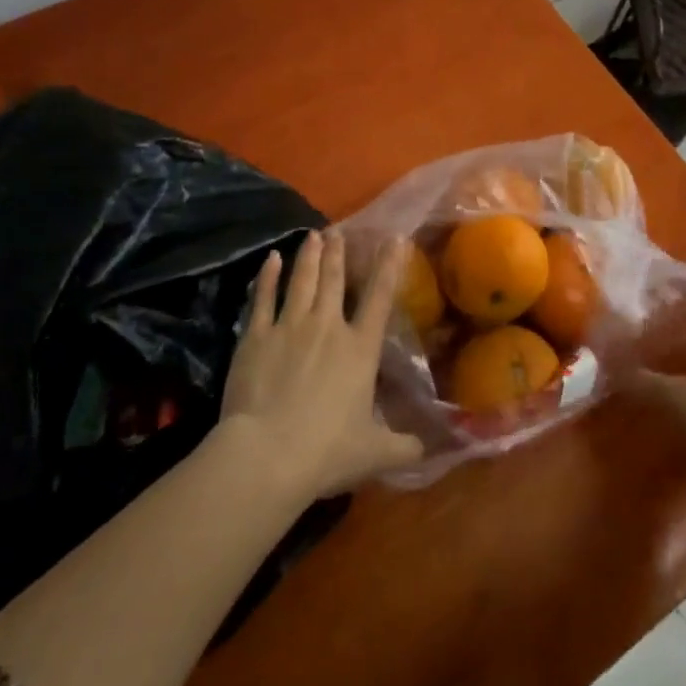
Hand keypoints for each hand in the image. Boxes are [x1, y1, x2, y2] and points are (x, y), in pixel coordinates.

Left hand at [219, 229, 424, 500]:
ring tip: (312, 234)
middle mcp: (327, 327)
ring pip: (301, 280)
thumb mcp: (375, 453)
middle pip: (334, 280)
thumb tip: (429, 449)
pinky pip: (263, 298)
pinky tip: (270, 260)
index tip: (394, 239)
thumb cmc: (327, 451)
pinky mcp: (256, 336)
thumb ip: (405, 447)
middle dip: (338, 253)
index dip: (389, 266)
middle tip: (338, 230)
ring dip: (308, 256)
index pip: (380, 298)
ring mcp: (289, 327)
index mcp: (360, 349)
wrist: (267, 454)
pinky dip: (267, 277)